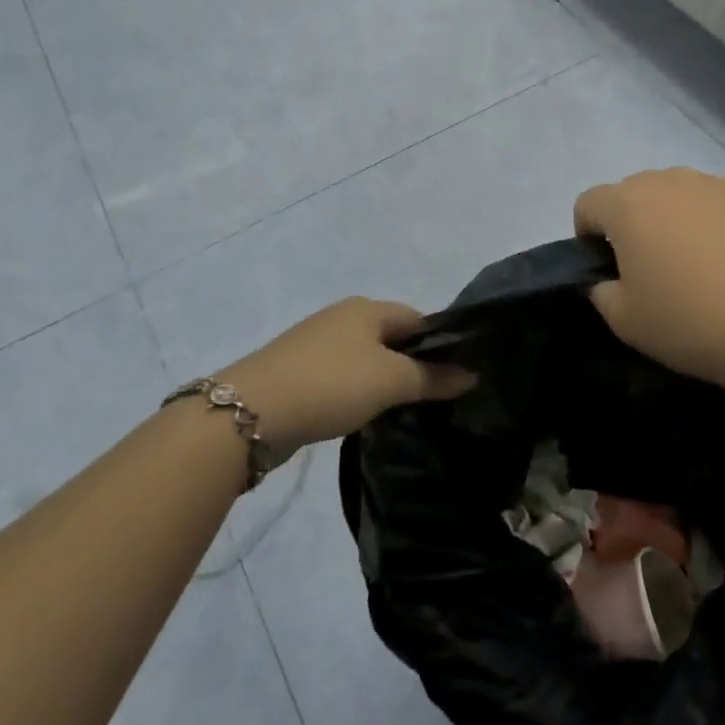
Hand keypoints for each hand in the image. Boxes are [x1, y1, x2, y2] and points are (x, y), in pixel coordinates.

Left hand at [221, 298, 474, 450]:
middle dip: (413, 364)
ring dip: (385, 381)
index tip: (458, 376)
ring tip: (405, 411)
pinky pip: (343, 378)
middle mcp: (342, 318)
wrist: (251, 413)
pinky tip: (365, 416)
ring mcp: (317, 344)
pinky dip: (358, 393)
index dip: (441, 343)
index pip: (417, 319)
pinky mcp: (299, 372)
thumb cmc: (331, 384)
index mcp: (366, 308)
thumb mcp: (391, 381)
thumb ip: (433, 378)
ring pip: (367, 360)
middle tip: (437, 398)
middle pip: (392, 338)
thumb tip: (472, 374)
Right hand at [573, 168, 724, 398]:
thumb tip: (607, 279)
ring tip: (697, 267)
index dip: (588, 235)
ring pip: (677, 196)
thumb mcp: (624, 320)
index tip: (607, 270)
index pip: (588, 203)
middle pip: (633, 194)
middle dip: (632, 225)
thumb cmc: (689, 321)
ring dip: (673, 221)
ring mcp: (715, 185)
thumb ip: (601, 291)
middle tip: (651, 271)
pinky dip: (714, 226)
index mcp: (627, 204)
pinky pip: (717, 206)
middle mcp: (668, 181)